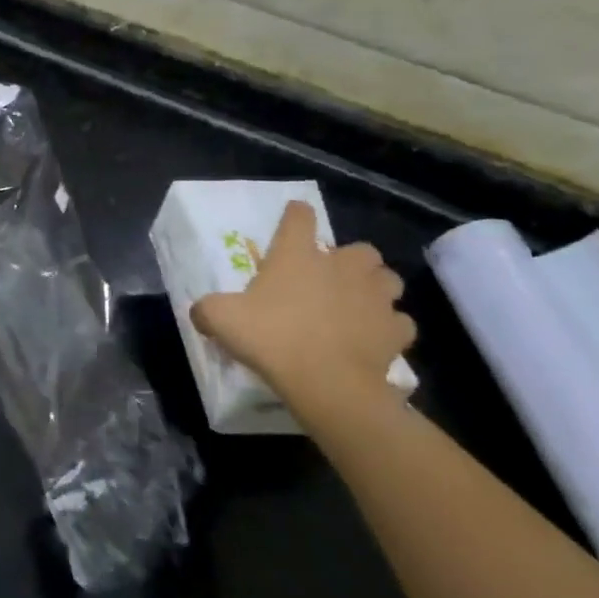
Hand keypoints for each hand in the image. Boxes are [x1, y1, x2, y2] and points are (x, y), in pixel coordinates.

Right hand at [191, 200, 413, 419]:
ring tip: (359, 303)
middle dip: (350, 260)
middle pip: (360, 249)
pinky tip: (374, 337)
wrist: (327, 383)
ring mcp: (375, 298)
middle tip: (332, 277)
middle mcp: (341, 267)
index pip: (299, 218)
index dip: (296, 215)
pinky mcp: (395, 331)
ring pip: (388, 280)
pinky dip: (389, 326)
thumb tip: (200, 313)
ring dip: (375, 287)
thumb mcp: (220, 319)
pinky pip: (399, 322)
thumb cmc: (272, 338)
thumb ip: (207, 310)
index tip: (294, 217)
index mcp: (297, 255)